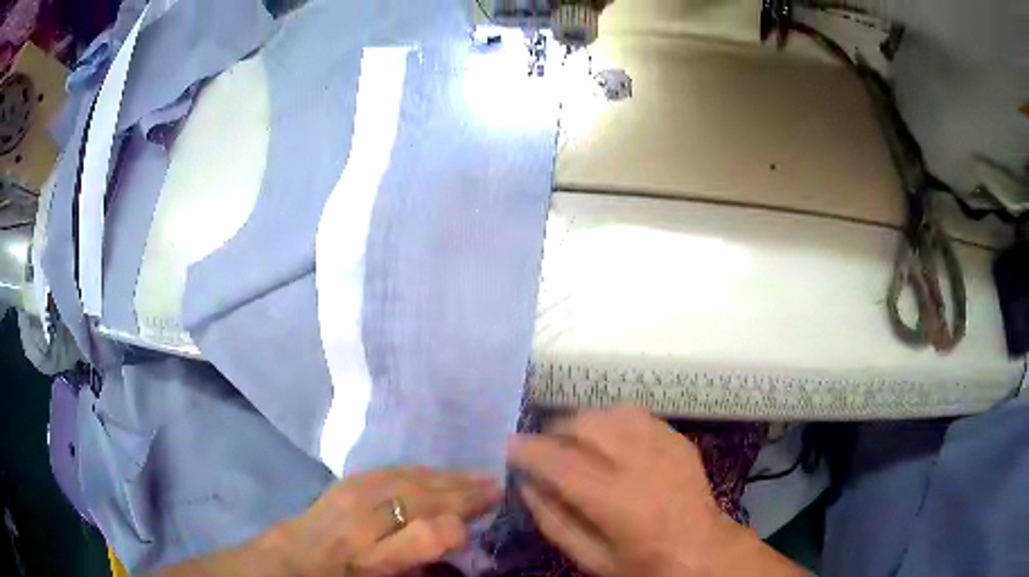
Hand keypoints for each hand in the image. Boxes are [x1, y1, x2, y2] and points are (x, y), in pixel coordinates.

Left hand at [160, 466, 501, 576]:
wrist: (291, 562)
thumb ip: (418, 564)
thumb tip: (452, 544)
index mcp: (376, 556)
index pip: (428, 533)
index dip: (458, 527)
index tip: (483, 522)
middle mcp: (365, 521)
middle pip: (421, 498)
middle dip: (463, 492)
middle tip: (497, 485)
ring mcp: (352, 496)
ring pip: (409, 479)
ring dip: (446, 476)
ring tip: (476, 474)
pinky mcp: (344, 483)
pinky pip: (389, 471)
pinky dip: (418, 470)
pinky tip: (433, 471)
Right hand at [507, 406, 803, 576]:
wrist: (703, 551)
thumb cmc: (643, 564)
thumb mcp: (591, 559)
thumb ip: (553, 521)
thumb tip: (526, 485)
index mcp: (618, 501)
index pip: (561, 462)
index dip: (529, 449)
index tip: (509, 445)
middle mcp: (642, 464)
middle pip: (587, 424)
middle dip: (556, 430)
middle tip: (546, 449)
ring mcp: (665, 446)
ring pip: (611, 412)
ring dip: (585, 423)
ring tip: (576, 443)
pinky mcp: (678, 439)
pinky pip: (637, 415)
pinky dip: (613, 422)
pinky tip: (610, 441)